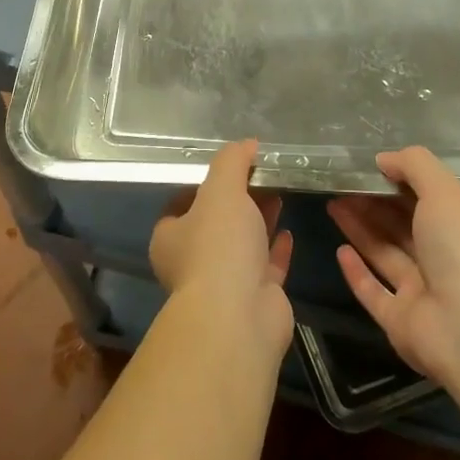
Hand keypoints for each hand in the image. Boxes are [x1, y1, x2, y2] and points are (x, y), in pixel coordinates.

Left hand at [151, 140, 293, 353]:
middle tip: (261, 175)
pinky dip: (276, 249)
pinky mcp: (255, 298)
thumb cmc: (219, 247)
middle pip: (216, 223)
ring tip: (279, 193)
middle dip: (238, 200)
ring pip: (242, 245)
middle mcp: (192, 261)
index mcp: (171, 237)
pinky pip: (266, 266)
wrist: (240, 316)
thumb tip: (246, 143)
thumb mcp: (221, 190)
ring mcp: (225, 283)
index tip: (229, 167)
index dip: (203, 183)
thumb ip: (231, 162)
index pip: (182, 203)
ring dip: (258, 220)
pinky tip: (288, 230)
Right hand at [328, 146, 459, 391]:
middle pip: (402, 227)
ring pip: (384, 254)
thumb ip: (414, 167)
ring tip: (332, 204)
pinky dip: (356, 273)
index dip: (399, 183)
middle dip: (372, 205)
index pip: (427, 200)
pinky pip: (373, 292)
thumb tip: (384, 159)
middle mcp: (443, 260)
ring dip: (360, 229)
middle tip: (340, 186)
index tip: (368, 168)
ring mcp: (421, 293)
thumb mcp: (444, 192)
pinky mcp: (399, 321)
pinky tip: (340, 251)